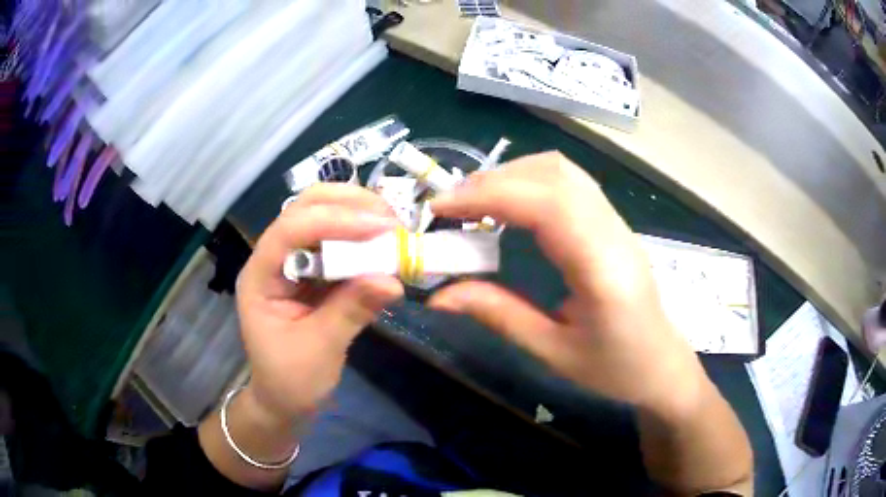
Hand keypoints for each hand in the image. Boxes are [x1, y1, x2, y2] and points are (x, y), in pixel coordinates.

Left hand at [235, 184, 403, 423]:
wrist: (284, 399)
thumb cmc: (291, 381)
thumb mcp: (319, 351)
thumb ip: (350, 312)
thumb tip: (393, 280)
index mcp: (260, 277)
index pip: (290, 230)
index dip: (334, 221)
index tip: (380, 227)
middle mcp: (273, 259)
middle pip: (303, 209)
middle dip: (347, 205)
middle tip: (391, 219)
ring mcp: (292, 262)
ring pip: (321, 217)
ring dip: (358, 215)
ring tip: (394, 227)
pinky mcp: (312, 272)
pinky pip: (337, 242)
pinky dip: (362, 239)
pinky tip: (385, 244)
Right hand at [428, 152, 705, 412]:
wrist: (660, 363)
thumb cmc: (613, 367)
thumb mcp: (552, 351)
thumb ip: (498, 315)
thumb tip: (438, 296)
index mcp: (603, 269)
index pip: (547, 205)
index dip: (489, 195)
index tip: (441, 207)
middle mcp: (613, 232)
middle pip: (553, 175)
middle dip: (492, 181)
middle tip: (450, 207)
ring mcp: (616, 221)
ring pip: (561, 170)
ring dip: (511, 175)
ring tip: (474, 202)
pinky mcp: (612, 221)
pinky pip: (569, 181)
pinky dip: (529, 180)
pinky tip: (510, 204)